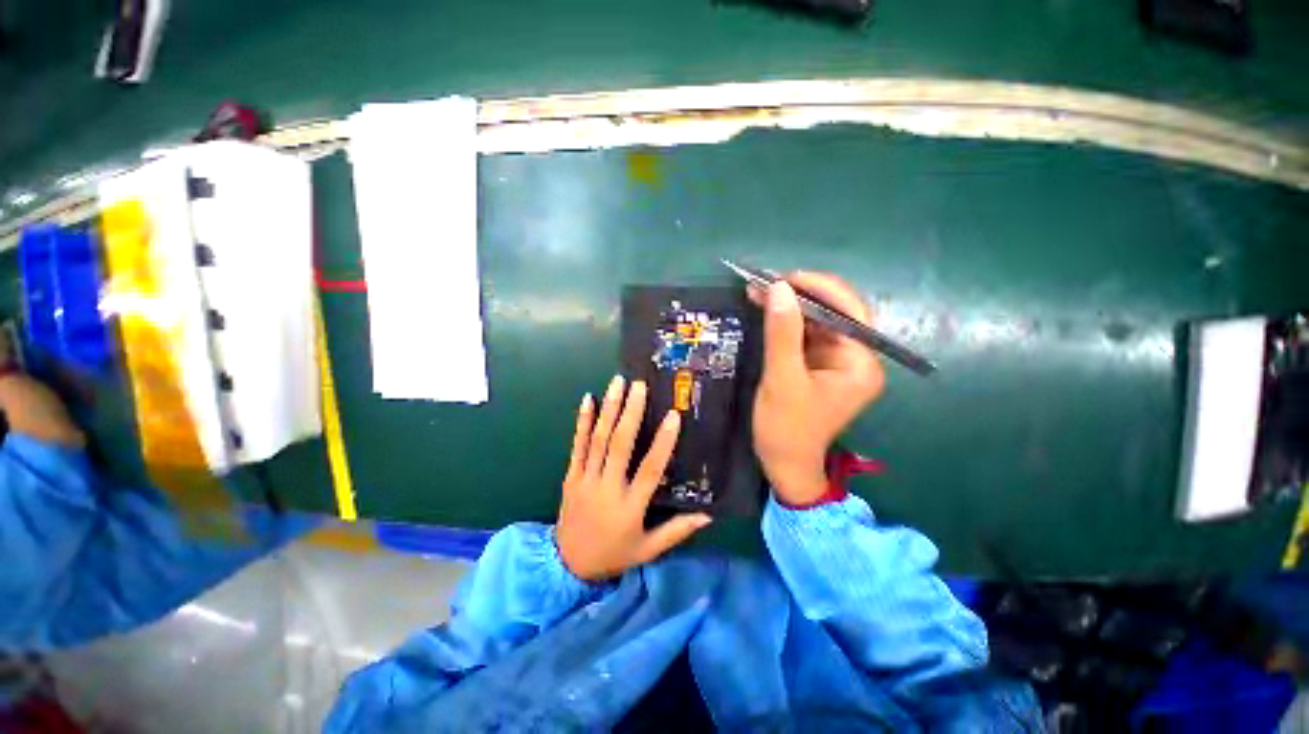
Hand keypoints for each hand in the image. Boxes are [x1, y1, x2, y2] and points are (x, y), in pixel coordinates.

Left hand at [556, 375, 711, 580]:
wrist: (568, 566)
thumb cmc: (614, 555)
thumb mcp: (648, 550)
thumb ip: (677, 531)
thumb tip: (708, 515)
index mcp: (629, 507)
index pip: (649, 470)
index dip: (662, 443)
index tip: (673, 416)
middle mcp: (606, 488)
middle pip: (620, 445)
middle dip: (630, 412)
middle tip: (639, 385)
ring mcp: (585, 480)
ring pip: (597, 440)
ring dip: (609, 409)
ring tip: (618, 383)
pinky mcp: (571, 476)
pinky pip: (577, 445)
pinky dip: (582, 421)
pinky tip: (588, 399)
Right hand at [751, 273, 883, 505]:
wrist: (783, 465)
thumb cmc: (786, 428)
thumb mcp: (782, 379)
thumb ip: (782, 333)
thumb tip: (778, 287)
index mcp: (860, 363)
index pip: (849, 311)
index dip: (818, 288)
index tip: (783, 278)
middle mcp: (855, 358)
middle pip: (833, 313)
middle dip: (799, 295)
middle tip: (764, 284)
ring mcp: (836, 361)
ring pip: (816, 321)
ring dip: (788, 306)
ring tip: (758, 291)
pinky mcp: (818, 366)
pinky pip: (804, 335)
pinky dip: (785, 322)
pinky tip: (765, 309)